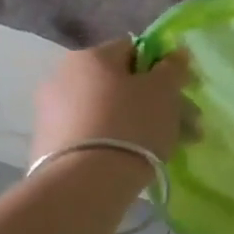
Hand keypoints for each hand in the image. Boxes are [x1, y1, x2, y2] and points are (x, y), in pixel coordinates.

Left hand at [30, 39, 191, 166]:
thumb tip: (175, 53)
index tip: (181, 91)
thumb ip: (172, 67)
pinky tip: (137, 161)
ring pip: (110, 111)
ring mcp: (52, 113)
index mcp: (90, 56)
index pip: (133, 49)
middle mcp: (63, 77)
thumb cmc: (131, 124)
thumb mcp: (163, 90)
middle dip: (157, 103)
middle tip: (185, 126)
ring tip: (169, 149)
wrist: (84, 184)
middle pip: (122, 84)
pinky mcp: (48, 146)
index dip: (162, 68)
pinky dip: (116, 142)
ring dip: (141, 124)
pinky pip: (93, 135)